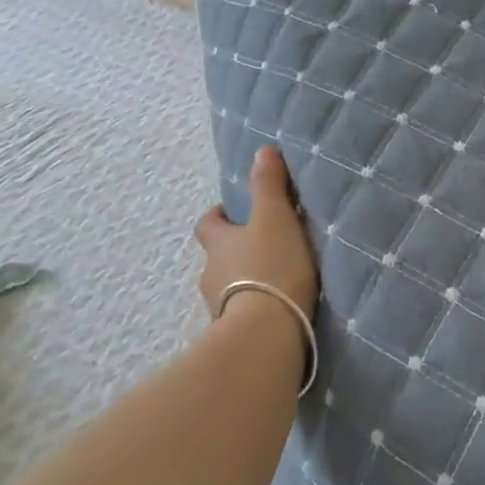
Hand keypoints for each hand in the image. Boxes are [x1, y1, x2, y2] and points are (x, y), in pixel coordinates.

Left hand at [194, 145, 319, 319]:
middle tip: (263, 247)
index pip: (208, 224)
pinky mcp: (235, 333)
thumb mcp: (275, 218)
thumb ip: (269, 186)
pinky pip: (243, 314)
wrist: (266, 331)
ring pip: (229, 287)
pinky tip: (277, 310)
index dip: (218, 216)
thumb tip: (263, 150)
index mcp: (218, 243)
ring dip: (246, 282)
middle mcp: (211, 274)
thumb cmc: (270, 267)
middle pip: (218, 257)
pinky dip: (255, 308)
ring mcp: (219, 307)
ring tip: (276, 282)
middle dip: (235, 251)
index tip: (233, 212)